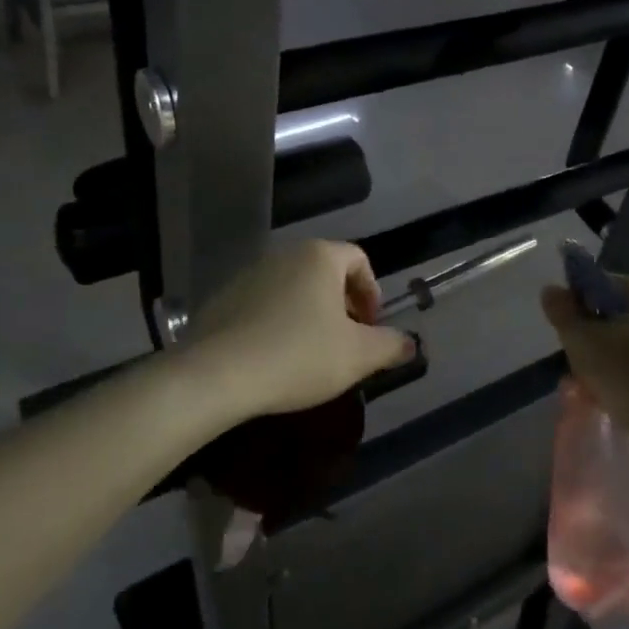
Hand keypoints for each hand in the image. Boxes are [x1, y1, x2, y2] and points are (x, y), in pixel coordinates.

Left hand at [181, 241, 415, 422]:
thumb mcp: (359, 356)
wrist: (218, 374)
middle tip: (346, 341)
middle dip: (343, 305)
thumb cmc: (299, 355)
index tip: (370, 327)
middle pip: (325, 272)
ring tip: (311, 353)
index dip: (372, 292)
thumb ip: (391, 345)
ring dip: (310, 314)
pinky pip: (264, 304)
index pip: (358, 260)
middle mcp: (284, 255)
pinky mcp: (223, 299)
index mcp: (320, 257)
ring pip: (294, 288)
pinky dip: (278, 322)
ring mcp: (249, 274)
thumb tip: (411, 343)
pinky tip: (275, 357)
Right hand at [539, 275, 628, 432]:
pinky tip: (613, 396)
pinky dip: (624, 374)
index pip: (594, 285)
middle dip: (589, 339)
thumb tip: (551, 290)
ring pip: (624, 342)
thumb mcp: (580, 339)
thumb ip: (561, 311)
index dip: (573, 307)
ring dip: (603, 360)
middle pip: (609, 316)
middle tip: (574, 366)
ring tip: (589, 388)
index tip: (567, 335)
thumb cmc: (623, 371)